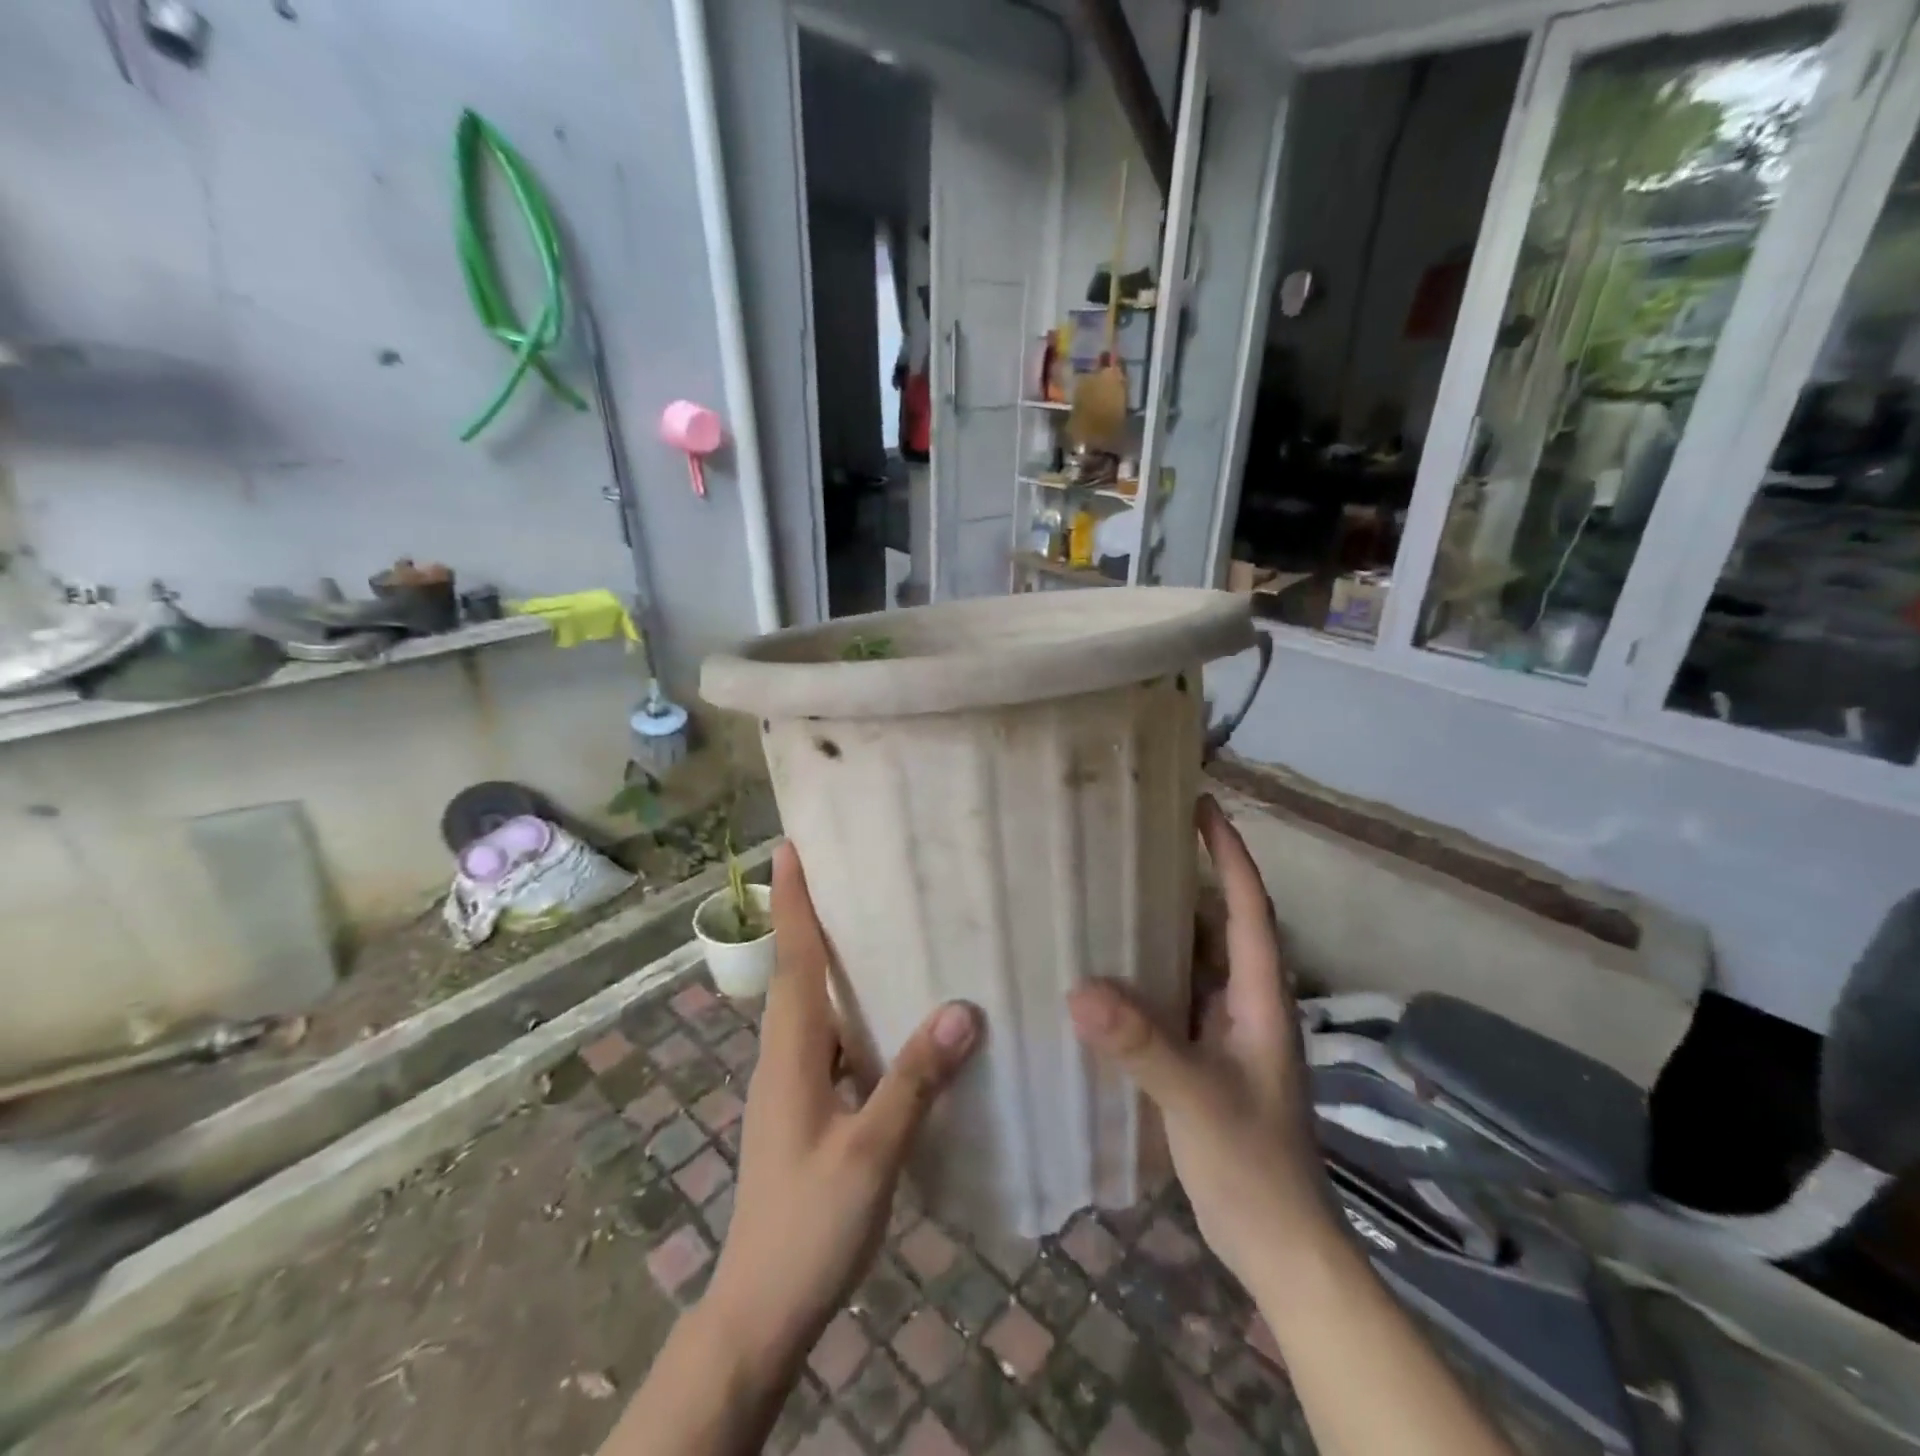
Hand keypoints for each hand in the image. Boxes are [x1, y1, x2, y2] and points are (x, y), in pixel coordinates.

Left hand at [704, 842, 980, 1358]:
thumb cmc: (808, 1225)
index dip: (794, 901)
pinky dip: (848, 1010)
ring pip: (810, 1006)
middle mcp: (784, 1057)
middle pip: (796, 971)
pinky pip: (827, 1039)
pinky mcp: (803, 1109)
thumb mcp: (870, 1153)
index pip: (793, 960)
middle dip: (811, 917)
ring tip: (873, 927)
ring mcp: (790, 1085)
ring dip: (830, 961)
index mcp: (790, 1054)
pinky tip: (886, 1016)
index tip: (789, 847)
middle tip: (845, 871)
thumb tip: (961, 1008)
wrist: (761, 1309)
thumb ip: (914, 1080)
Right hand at [1068, 795, 1334, 1286]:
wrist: (1279, 1245)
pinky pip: (1175, 995)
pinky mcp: (1205, 1056)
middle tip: (1138, 841)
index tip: (1202, 805)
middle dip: (1190, 877)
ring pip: (1196, 959)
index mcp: (1259, 997)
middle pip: (1221, 923)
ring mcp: (1226, 1032)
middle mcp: (1245, 1003)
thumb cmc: (1253, 1164)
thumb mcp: (1197, 1098)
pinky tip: (1108, 970)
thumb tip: (1078, 989)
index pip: (1249, 907)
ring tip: (1114, 890)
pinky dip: (1148, 972)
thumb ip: (1143, 1044)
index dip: (1229, 853)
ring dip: (1165, 924)